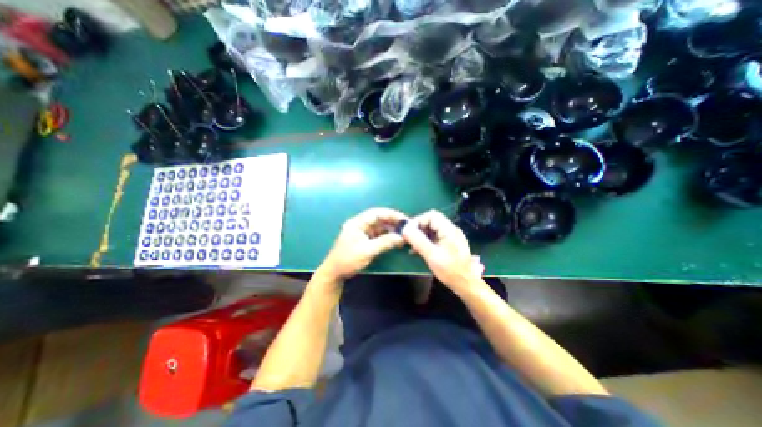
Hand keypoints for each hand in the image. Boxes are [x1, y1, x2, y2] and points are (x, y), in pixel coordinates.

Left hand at [320, 209, 408, 281]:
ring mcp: (362, 232)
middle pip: (379, 219)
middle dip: (392, 222)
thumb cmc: (348, 260)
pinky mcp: (365, 239)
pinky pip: (379, 234)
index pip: (376, 213)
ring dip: (391, 229)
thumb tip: (401, 237)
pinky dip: (387, 236)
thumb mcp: (367, 251)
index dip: (391, 214)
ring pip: (380, 227)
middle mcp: (360, 224)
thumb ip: (384, 242)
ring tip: (404, 234)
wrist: (335, 273)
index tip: (404, 219)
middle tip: (407, 227)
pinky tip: (396, 239)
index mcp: (357, 223)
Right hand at [404, 211, 481, 291]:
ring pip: (432, 230)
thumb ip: (418, 241)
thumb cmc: (450, 270)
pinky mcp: (449, 244)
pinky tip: (418, 251)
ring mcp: (451, 237)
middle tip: (408, 239)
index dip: (418, 221)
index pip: (432, 215)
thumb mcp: (432, 255)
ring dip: (421, 236)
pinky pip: (435, 237)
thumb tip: (405, 229)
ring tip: (411, 246)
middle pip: (431, 221)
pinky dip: (426, 241)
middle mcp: (451, 230)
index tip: (408, 231)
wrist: (466, 285)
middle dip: (418, 229)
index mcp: (449, 230)